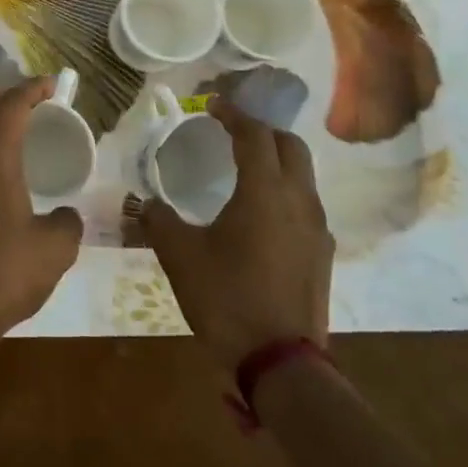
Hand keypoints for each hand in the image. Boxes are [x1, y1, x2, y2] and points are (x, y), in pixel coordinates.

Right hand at [141, 98, 333, 370]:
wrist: (280, 361)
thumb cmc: (227, 298)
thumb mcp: (180, 257)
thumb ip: (159, 221)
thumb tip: (145, 203)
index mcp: (265, 191)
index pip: (254, 135)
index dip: (234, 114)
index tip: (214, 105)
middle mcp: (299, 200)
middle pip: (290, 146)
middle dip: (262, 131)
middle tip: (233, 132)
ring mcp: (317, 228)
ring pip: (303, 175)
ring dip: (277, 161)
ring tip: (246, 169)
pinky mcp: (322, 254)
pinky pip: (305, 205)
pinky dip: (285, 192)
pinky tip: (262, 215)